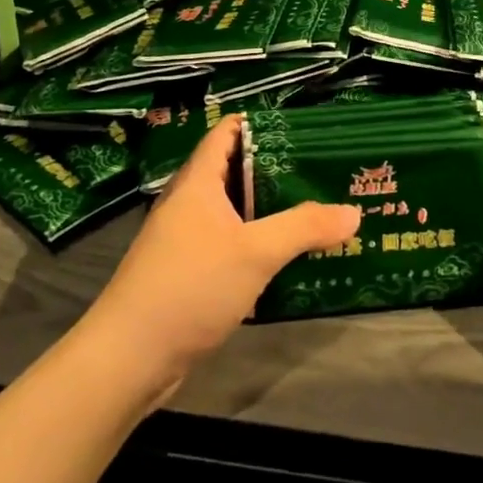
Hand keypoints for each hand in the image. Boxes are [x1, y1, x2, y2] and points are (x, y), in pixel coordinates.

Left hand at [80, 114, 358, 393]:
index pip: (226, 133)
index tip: (302, 127)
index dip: (261, 123)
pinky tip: (287, 257)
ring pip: (234, 212)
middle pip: (235, 172)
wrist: (129, 359)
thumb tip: (354, 211)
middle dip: (276, 169)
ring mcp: (185, 241)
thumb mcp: (256, 252)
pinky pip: (230, 245)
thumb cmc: (190, 286)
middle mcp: (189, 204)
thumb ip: (305, 227)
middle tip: (321, 170)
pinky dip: (257, 243)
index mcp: (197, 183)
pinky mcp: (188, 274)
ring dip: (269, 211)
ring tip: (315, 209)